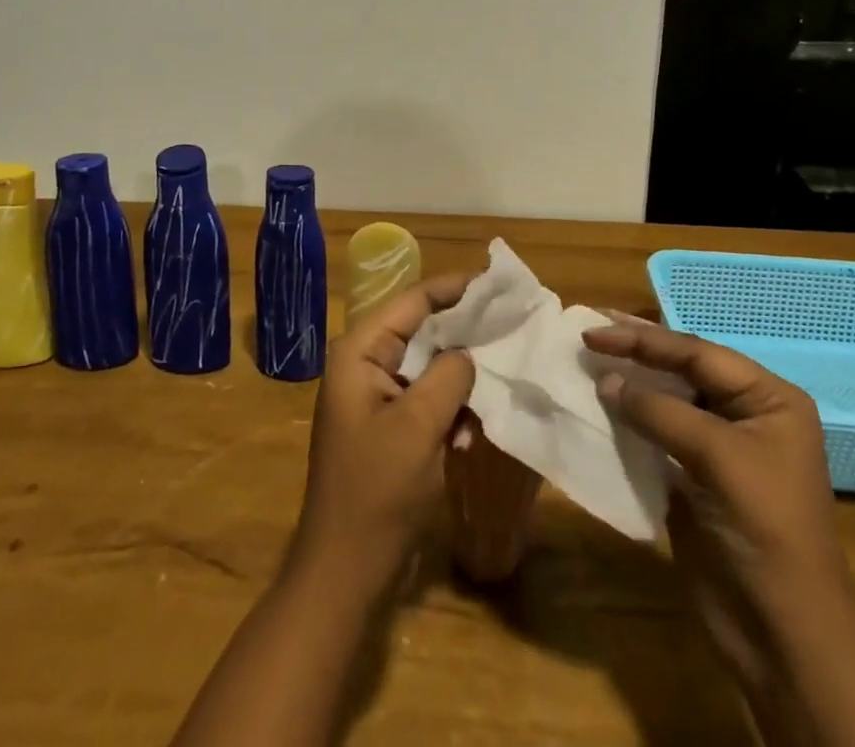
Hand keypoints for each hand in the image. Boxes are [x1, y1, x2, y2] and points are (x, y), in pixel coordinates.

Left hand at [290, 273, 476, 593]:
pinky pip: (425, 395)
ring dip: (460, 369)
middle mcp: (364, 363)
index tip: (496, 283)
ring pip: (427, 363)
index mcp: (360, 352)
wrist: (344, 570)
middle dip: (463, 327)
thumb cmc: (376, 491)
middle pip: (420, 328)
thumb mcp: (418, 426)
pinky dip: (451, 401)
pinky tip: (477, 419)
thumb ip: (448, 375)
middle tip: (510, 320)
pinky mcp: (387, 425)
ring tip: (503, 361)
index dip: (454, 289)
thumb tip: (470, 351)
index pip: (412, 301)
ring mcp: (374, 396)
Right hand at [583, 321, 853, 675]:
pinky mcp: (696, 476)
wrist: (781, 634)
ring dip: (630, 381)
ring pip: (667, 398)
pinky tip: (601, 404)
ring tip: (588, 359)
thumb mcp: (717, 458)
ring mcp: (721, 446)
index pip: (697, 353)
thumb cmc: (763, 530)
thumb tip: (605, 380)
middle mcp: (746, 413)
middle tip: (589, 329)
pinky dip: (629, 417)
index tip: (594, 331)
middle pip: (683, 368)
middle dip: (637, 350)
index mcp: (769, 399)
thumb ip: (659, 411)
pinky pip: (658, 432)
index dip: (643, 339)